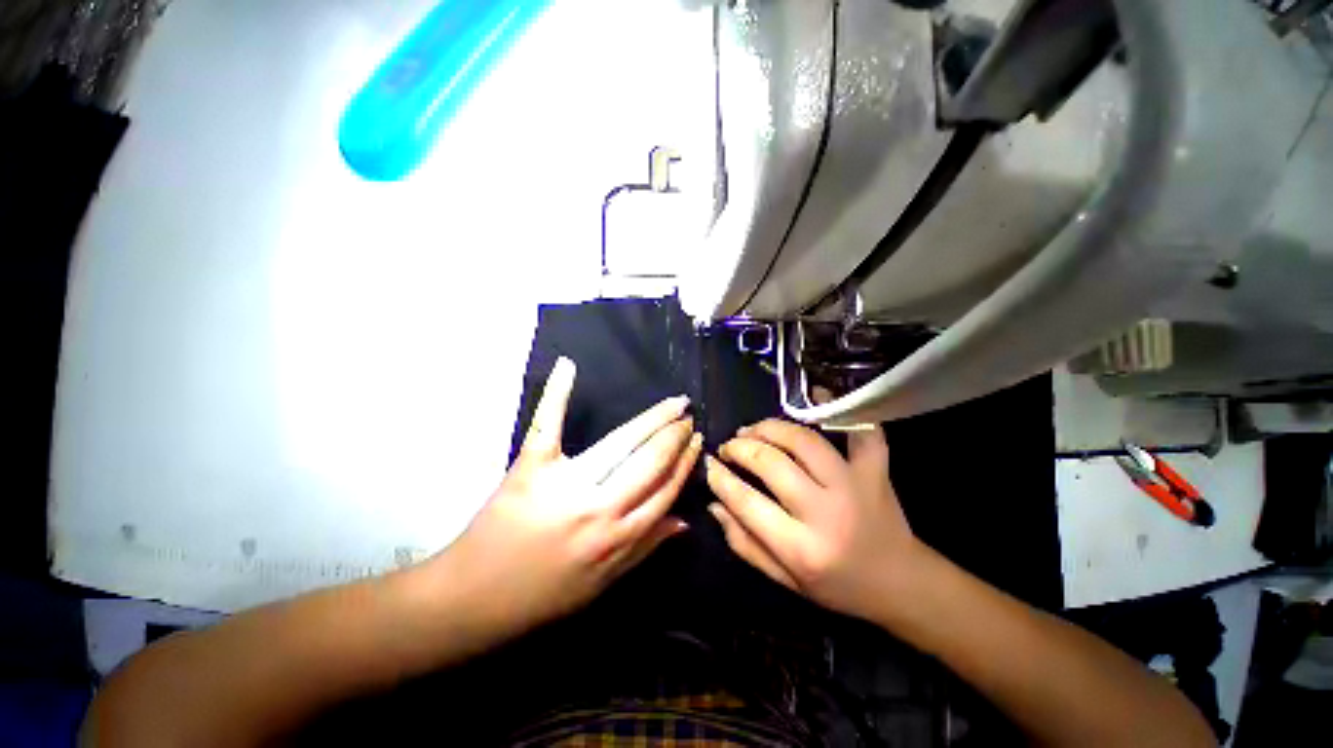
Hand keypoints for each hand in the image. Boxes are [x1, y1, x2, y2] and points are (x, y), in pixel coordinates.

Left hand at [429, 357, 700, 639]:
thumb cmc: (544, 594)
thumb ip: (646, 547)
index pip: (665, 489)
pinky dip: (556, 393)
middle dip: (675, 434)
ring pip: (621, 443)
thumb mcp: (604, 583)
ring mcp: (565, 484)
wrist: (474, 599)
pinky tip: (569, 366)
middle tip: (688, 413)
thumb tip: (684, 520)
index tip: (697, 440)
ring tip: (671, 404)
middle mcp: (600, 509)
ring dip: (652, 419)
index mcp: (618, 537)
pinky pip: (548, 425)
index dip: (685, 462)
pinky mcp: (530, 468)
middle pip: (650, 461)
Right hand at [704, 419, 923, 621]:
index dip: (720, 477)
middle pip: (771, 462)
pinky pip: (858, 430)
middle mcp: (826, 512)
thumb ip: (745, 544)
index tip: (708, 464)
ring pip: (803, 439)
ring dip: (769, 428)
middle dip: (739, 448)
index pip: (746, 502)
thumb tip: (714, 505)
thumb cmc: (838, 587)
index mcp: (802, 548)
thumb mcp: (785, 581)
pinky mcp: (875, 469)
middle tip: (728, 446)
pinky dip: (837, 408)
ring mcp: (854, 484)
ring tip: (752, 430)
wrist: (902, 584)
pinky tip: (816, 394)